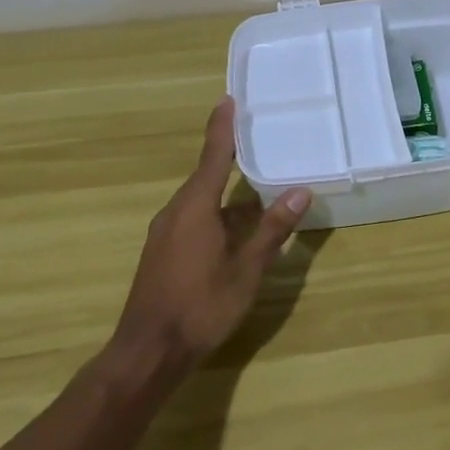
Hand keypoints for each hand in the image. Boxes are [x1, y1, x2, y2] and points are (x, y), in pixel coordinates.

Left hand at [113, 97, 311, 367]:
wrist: (149, 350)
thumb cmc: (201, 305)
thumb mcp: (246, 269)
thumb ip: (272, 230)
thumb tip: (299, 192)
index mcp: (195, 208)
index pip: (213, 157)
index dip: (222, 128)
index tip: (228, 100)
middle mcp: (176, 212)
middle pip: (206, 176)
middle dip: (229, 158)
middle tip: (256, 140)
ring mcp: (165, 233)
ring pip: (200, 201)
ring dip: (226, 192)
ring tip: (257, 186)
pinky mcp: (163, 252)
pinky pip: (193, 218)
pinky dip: (216, 213)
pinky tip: (236, 227)